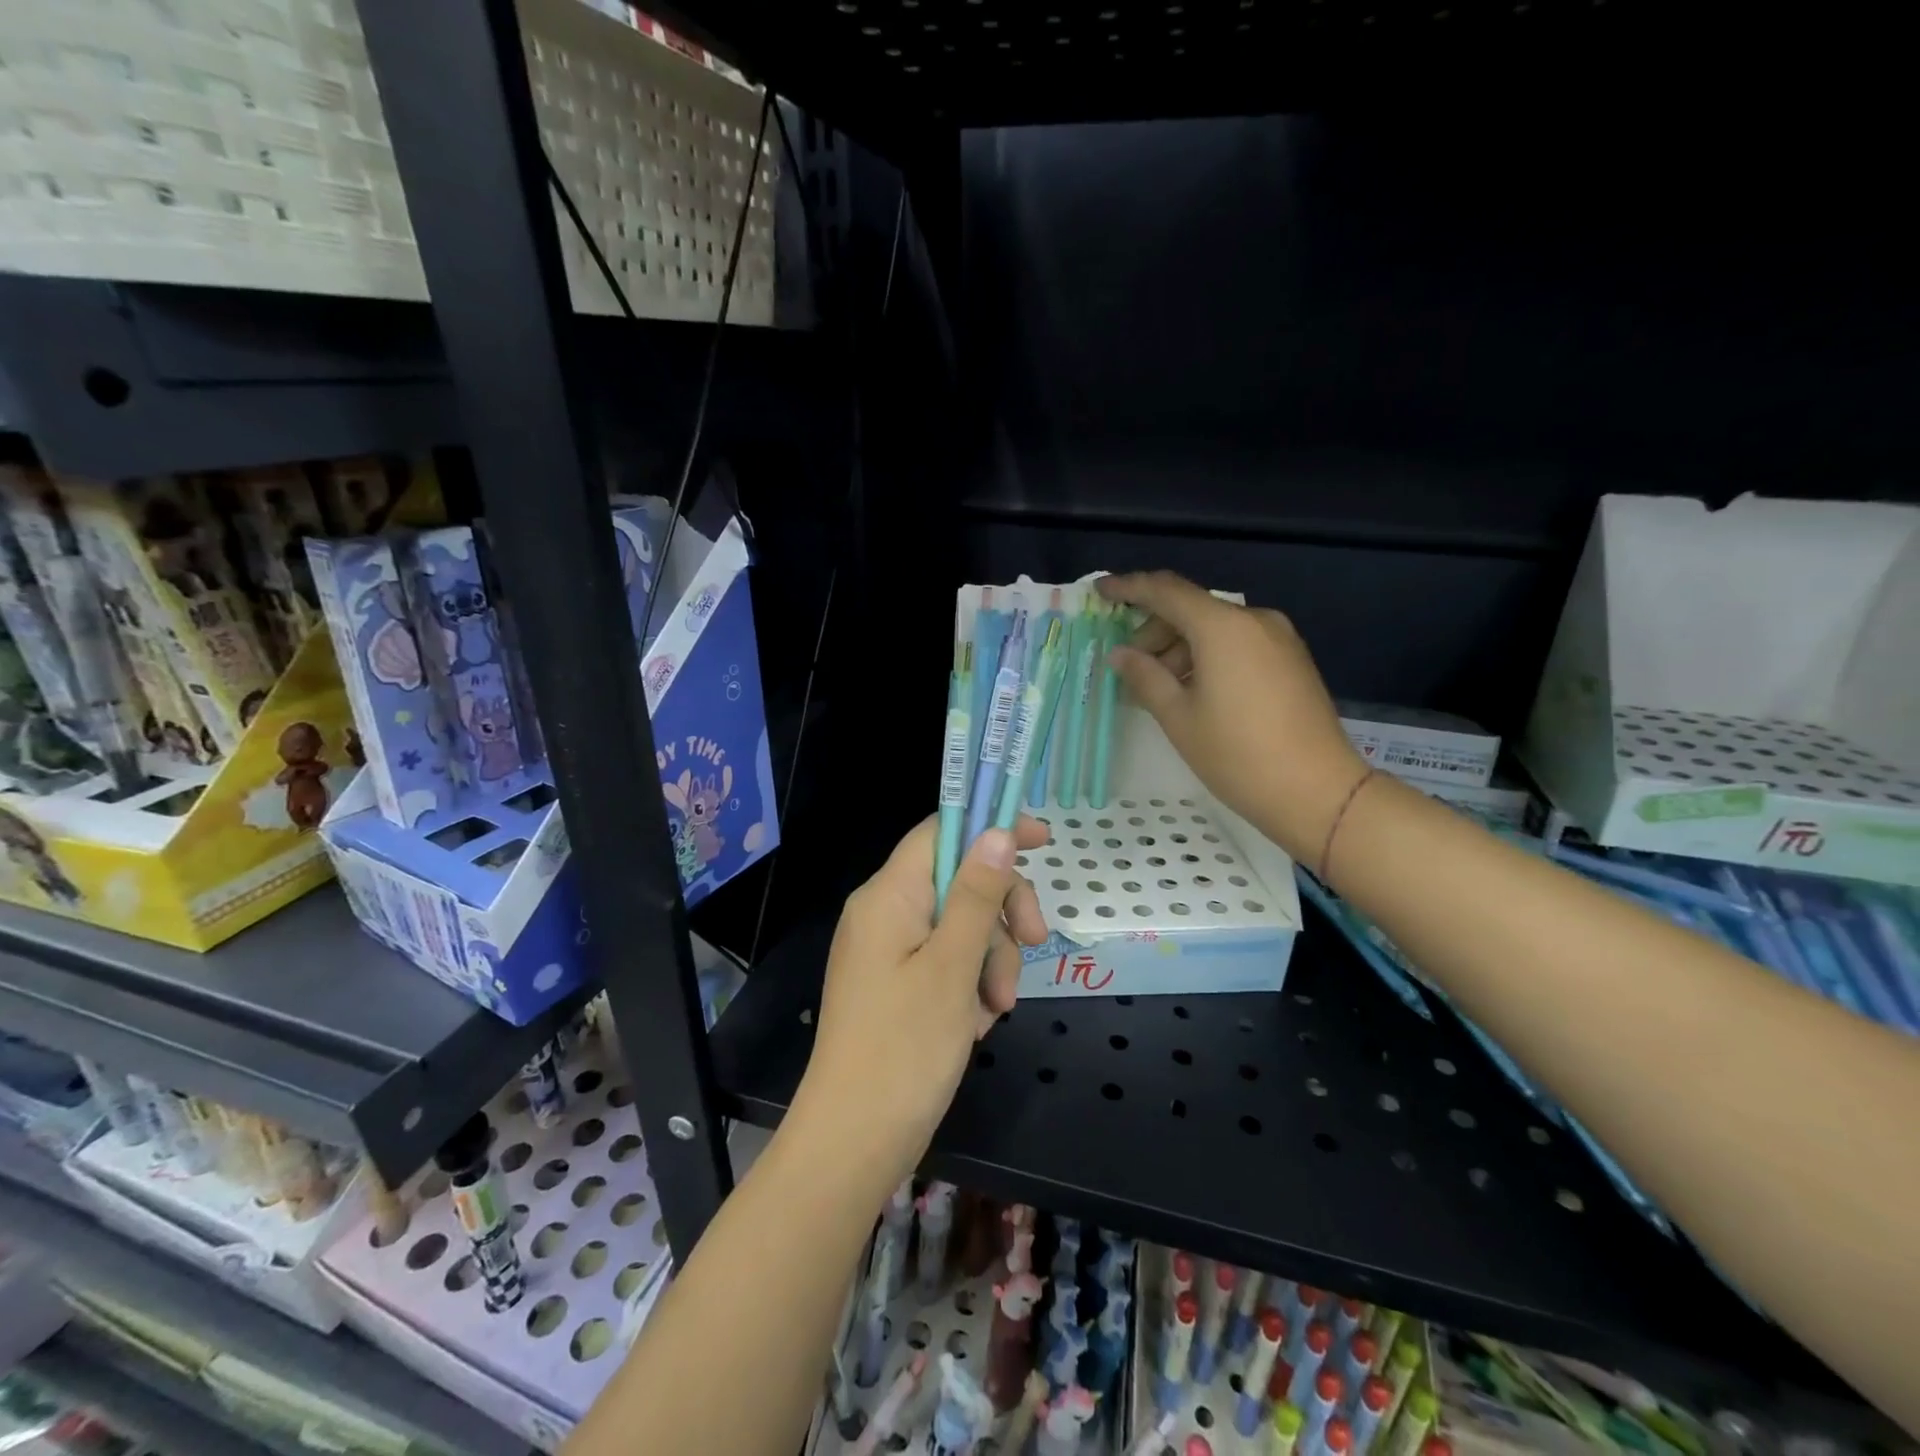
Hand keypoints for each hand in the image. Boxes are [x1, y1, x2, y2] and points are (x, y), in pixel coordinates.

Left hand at [797, 816, 1050, 1182]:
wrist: (854, 1141)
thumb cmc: (904, 1048)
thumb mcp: (953, 965)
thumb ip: (976, 893)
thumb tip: (997, 831)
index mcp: (888, 895)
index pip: (941, 831)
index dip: (991, 828)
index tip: (1043, 840)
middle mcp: (884, 912)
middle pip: (959, 880)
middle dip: (1000, 913)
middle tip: (1035, 943)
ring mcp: (888, 950)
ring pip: (960, 925)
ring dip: (990, 959)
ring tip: (994, 1009)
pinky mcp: (896, 984)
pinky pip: (945, 962)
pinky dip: (970, 983)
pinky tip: (976, 1022)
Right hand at [1097, 570, 1366, 864]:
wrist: (1317, 791)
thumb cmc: (1237, 755)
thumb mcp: (1179, 717)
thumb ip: (1145, 677)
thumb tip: (1120, 654)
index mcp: (1223, 627)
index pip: (1166, 591)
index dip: (1129, 587)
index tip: (1100, 590)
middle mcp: (1254, 620)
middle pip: (1192, 609)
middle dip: (1154, 632)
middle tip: (1128, 668)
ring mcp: (1278, 638)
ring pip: (1215, 629)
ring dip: (1180, 648)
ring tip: (1158, 689)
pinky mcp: (1291, 659)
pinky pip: (1238, 644)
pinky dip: (1208, 657)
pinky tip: (1193, 691)